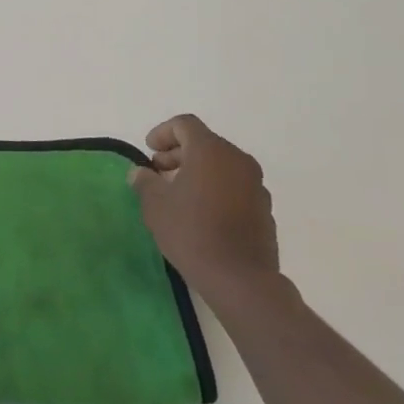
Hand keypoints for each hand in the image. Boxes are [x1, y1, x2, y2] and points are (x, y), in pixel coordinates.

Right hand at [129, 115, 280, 307]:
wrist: (240, 278)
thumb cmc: (191, 232)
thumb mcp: (155, 205)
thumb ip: (145, 182)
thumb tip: (140, 172)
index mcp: (211, 151)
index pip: (185, 124)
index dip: (162, 132)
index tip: (149, 151)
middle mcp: (238, 160)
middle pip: (204, 143)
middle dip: (178, 153)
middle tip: (157, 172)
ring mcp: (255, 184)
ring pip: (221, 164)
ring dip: (197, 171)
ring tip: (176, 194)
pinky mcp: (263, 207)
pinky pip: (234, 185)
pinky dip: (215, 188)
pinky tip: (200, 212)